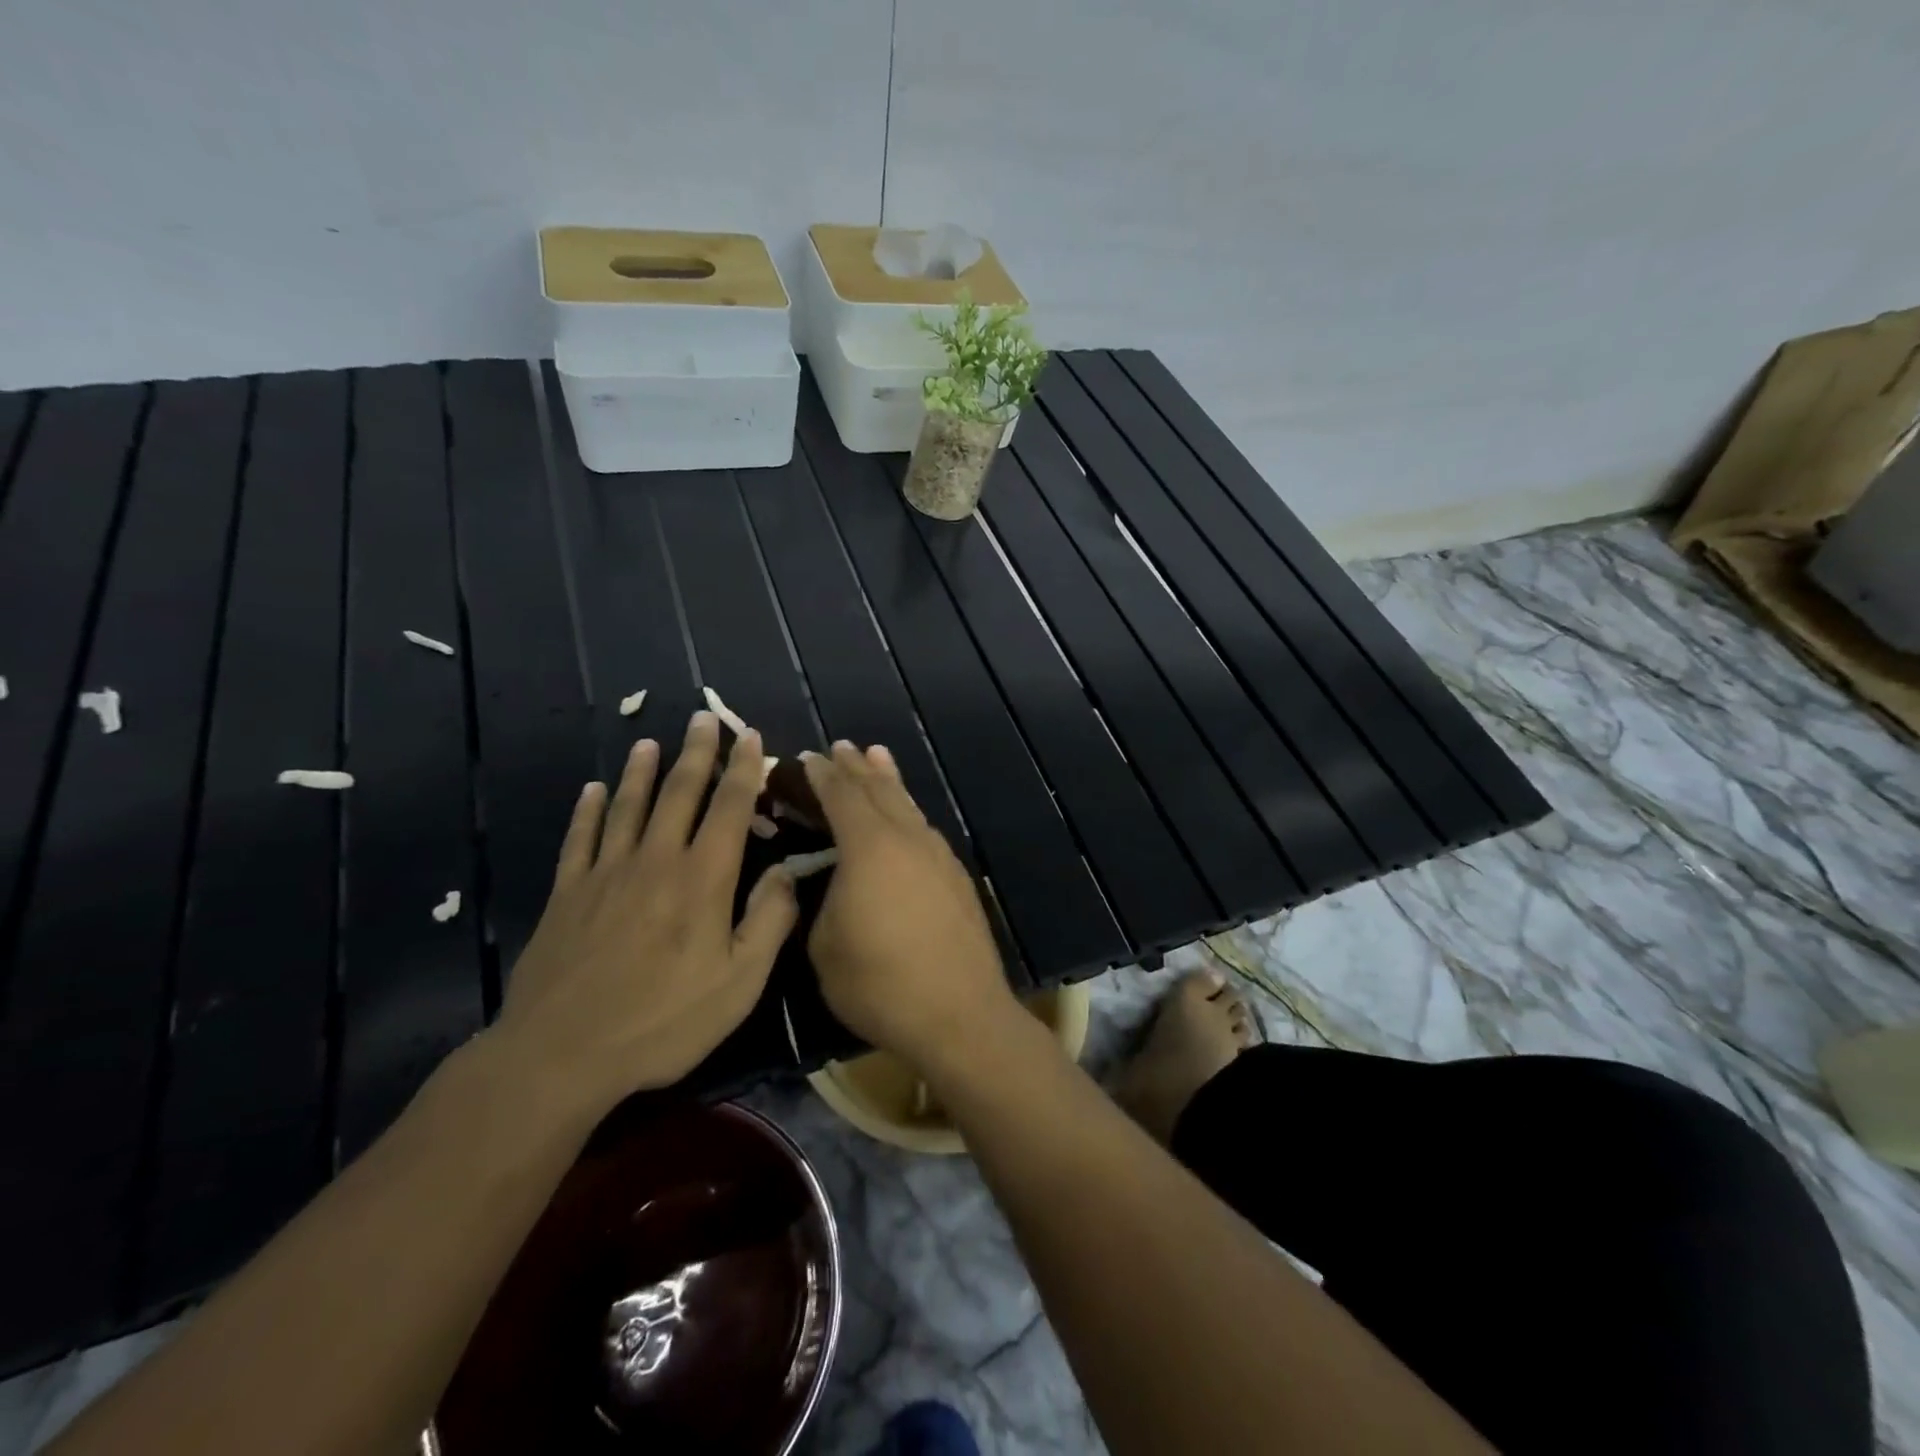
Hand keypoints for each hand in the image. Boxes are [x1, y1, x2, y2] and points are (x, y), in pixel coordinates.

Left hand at [490, 712, 798, 1109]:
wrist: (563, 1053)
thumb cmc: (664, 1020)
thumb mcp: (740, 982)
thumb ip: (769, 920)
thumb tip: (787, 871)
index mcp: (703, 878)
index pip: (729, 807)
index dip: (744, 768)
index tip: (749, 735)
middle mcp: (656, 860)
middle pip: (679, 793)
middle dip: (695, 752)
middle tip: (702, 717)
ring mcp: (606, 874)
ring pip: (628, 806)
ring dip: (641, 770)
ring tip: (649, 742)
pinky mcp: (567, 894)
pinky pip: (580, 839)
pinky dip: (588, 811)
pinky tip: (592, 791)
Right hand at [802, 742, 1017, 1067]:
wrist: (959, 1013)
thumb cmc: (880, 983)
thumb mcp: (824, 946)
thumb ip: (823, 901)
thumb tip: (834, 884)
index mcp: (869, 847)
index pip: (841, 796)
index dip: (821, 775)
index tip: (806, 757)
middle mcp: (907, 838)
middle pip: (878, 790)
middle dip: (856, 767)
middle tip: (841, 746)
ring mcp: (938, 856)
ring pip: (908, 805)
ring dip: (889, 780)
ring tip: (878, 756)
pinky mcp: (957, 878)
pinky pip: (925, 829)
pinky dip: (909, 811)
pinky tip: (908, 818)